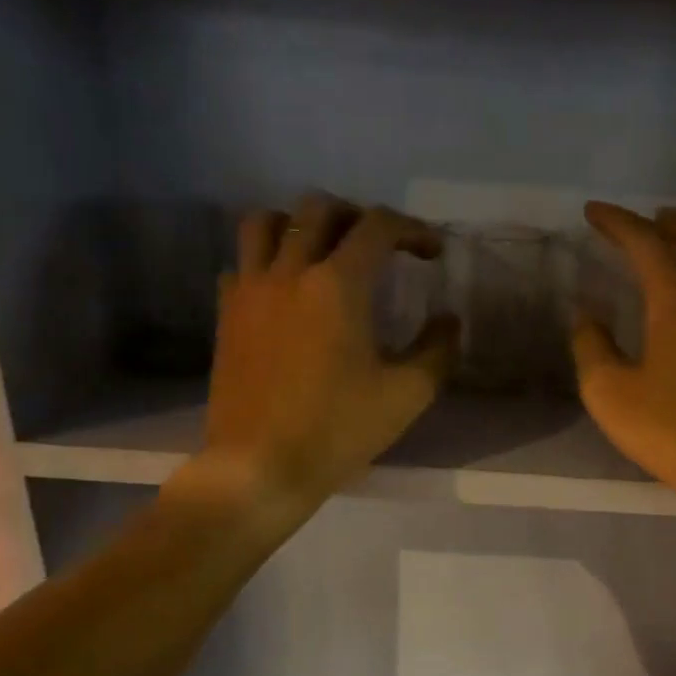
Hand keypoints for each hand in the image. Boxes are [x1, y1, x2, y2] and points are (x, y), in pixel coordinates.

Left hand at [201, 195, 456, 509]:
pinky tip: (284, 291)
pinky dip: (265, 261)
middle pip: (319, 208)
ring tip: (322, 251)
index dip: (412, 230)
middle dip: (357, 216)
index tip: (431, 253)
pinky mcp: (226, 315)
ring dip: (299, 224)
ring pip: (265, 222)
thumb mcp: (406, 396)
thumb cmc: (337, 431)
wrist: (260, 466)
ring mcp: (250, 290)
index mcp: (338, 284)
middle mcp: (289, 271)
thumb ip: (437, 351)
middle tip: (379, 247)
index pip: (377, 226)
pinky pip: (241, 264)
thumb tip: (449, 321)